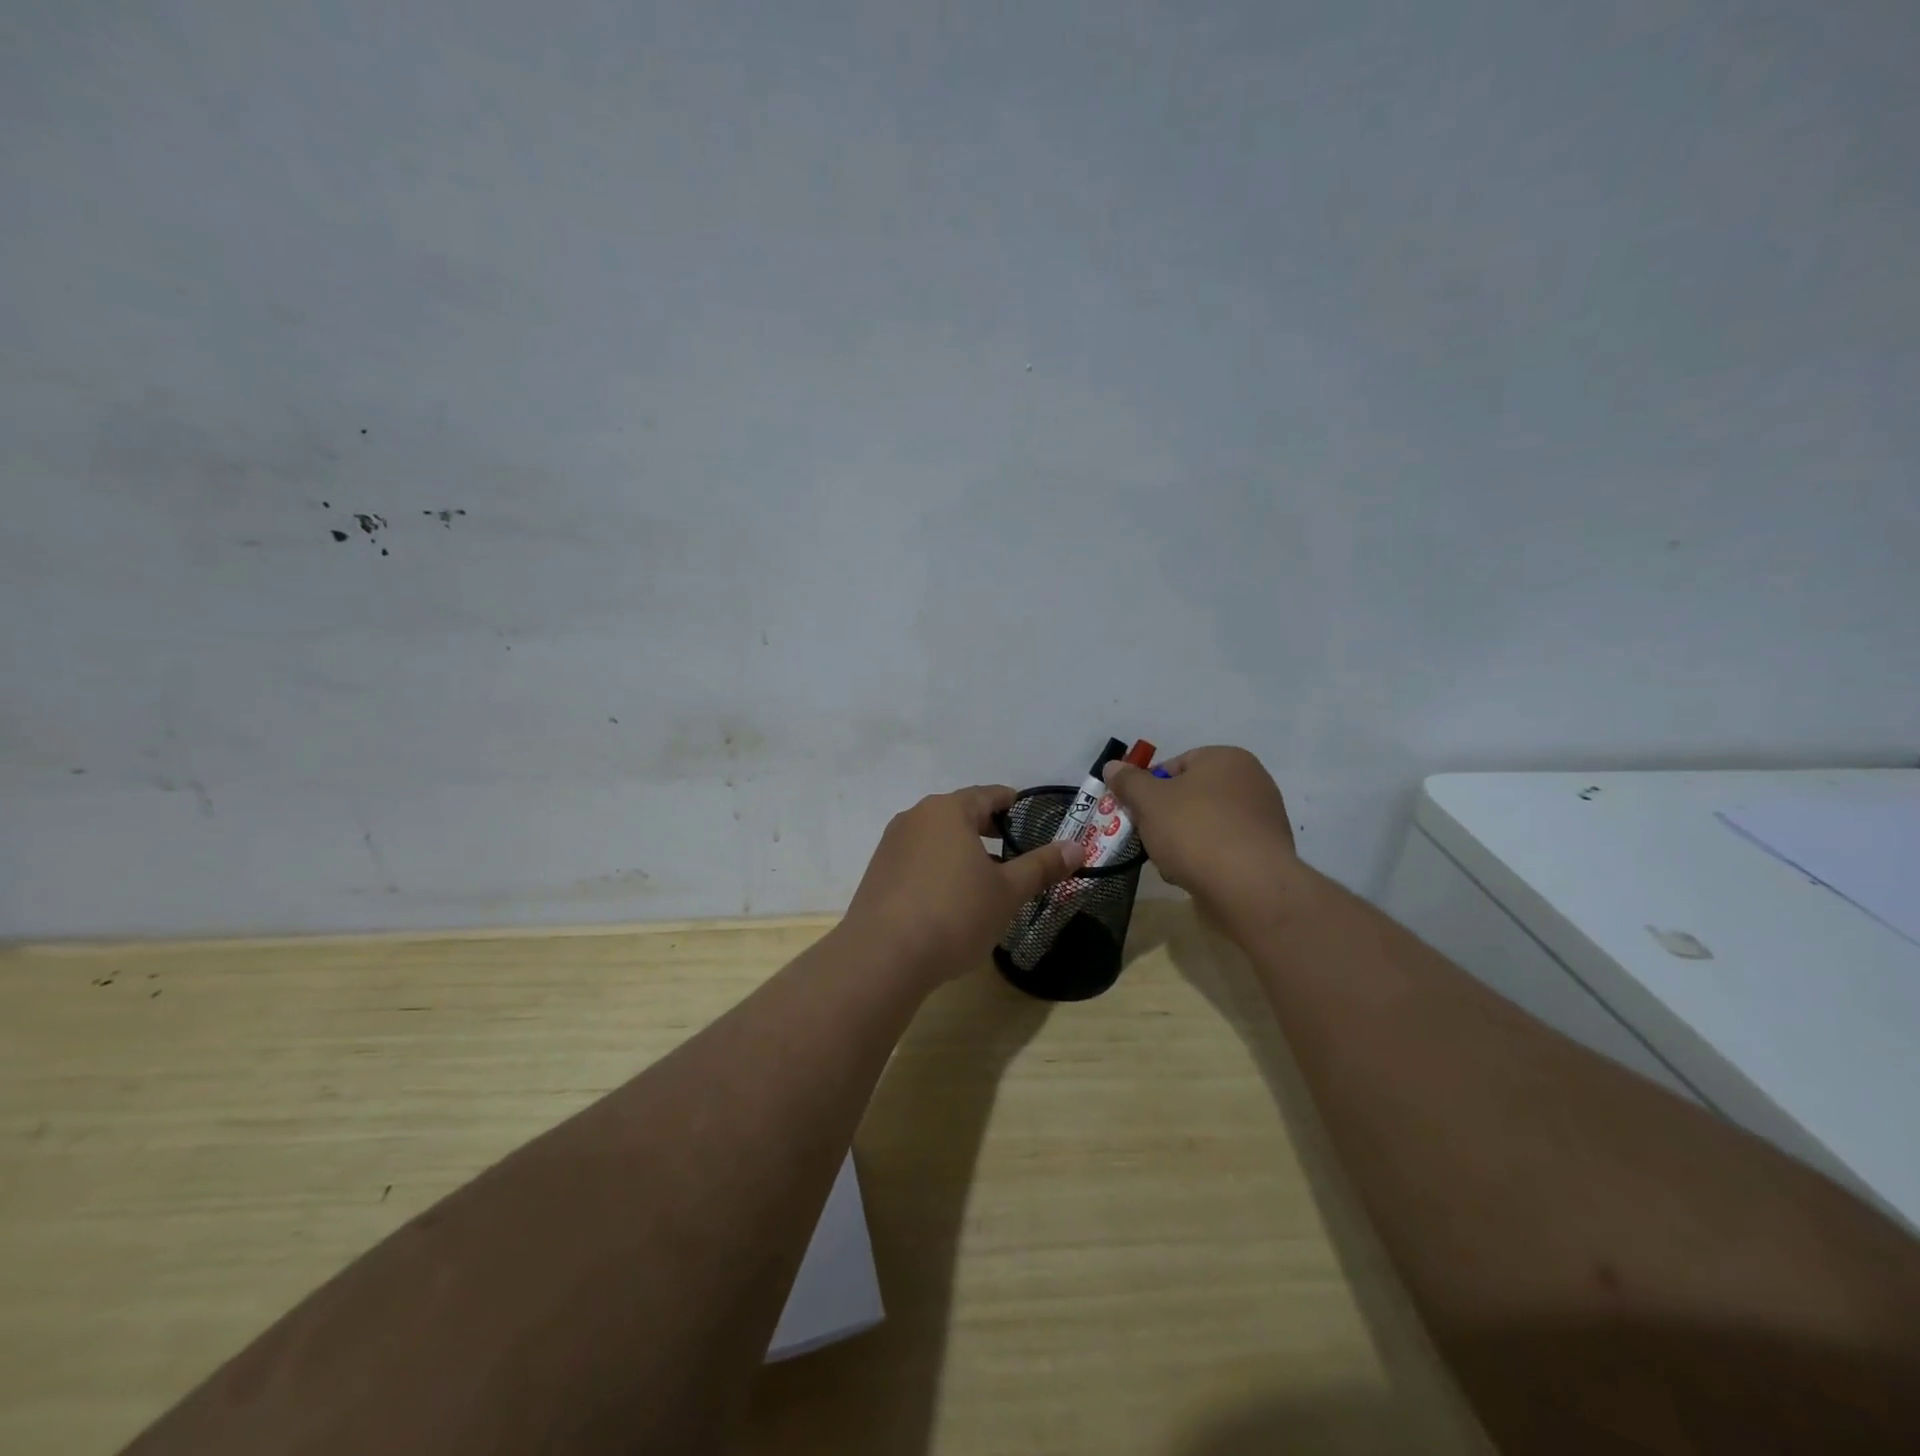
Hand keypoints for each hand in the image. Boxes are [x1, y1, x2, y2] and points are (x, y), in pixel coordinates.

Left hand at [840, 785, 1083, 984]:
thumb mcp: (1007, 892)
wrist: (883, 956)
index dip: (1012, 803)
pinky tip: (949, 897)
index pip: (988, 795)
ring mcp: (892, 844)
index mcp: (949, 810)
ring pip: (936, 837)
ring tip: (984, 877)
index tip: (1029, 815)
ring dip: (961, 850)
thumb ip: (1041, 866)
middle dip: (987, 829)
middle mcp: (916, 817)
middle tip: (1013, 848)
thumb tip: (1077, 847)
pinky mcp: (878, 872)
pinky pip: (917, 858)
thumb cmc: (954, 914)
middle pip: (960, 813)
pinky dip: (938, 867)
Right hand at [1100, 746, 1298, 921]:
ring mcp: (1263, 817)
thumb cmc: (1195, 831)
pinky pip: (1225, 848)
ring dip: (1183, 842)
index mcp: (1226, 758)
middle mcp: (1252, 781)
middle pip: (1190, 796)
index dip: (1149, 789)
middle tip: (1150, 839)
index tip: (1136, 813)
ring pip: (1205, 824)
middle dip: (1165, 818)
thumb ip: (1128, 781)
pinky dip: (1207, 859)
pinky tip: (1194, 877)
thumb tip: (1112, 766)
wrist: (1249, 887)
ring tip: (1171, 864)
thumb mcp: (1148, 801)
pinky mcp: (1267, 852)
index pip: (1175, 765)